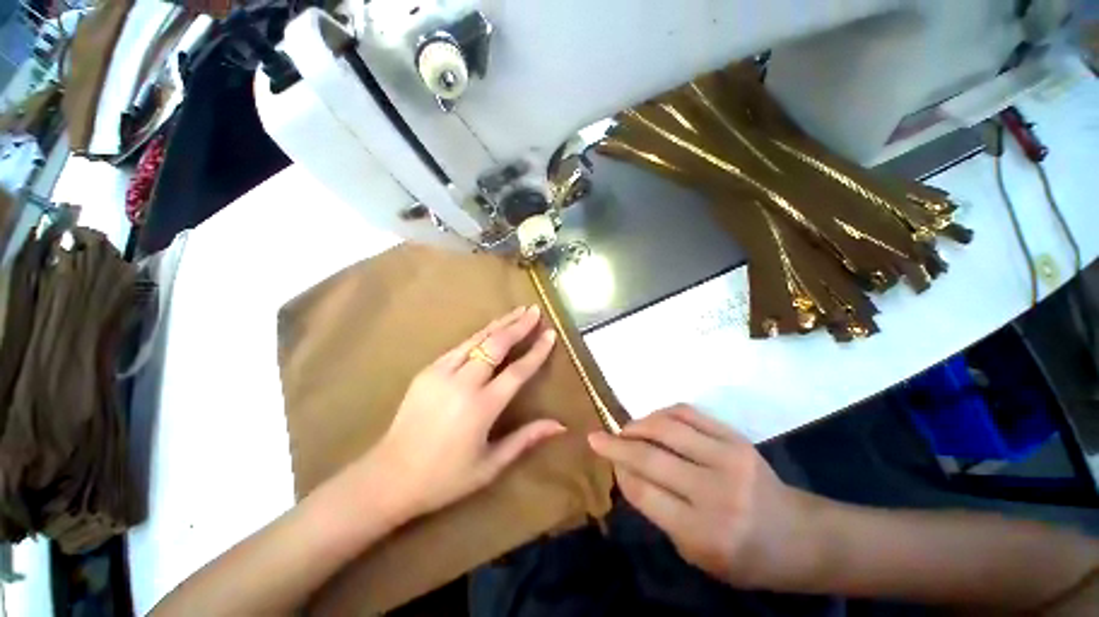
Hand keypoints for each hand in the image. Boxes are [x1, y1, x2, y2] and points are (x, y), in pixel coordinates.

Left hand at [369, 305, 564, 518]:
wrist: (388, 477)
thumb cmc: (445, 478)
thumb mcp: (490, 465)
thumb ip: (526, 439)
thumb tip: (560, 425)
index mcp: (482, 407)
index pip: (517, 371)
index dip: (536, 351)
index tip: (550, 334)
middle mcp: (463, 383)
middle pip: (496, 345)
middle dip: (518, 326)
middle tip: (534, 311)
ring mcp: (441, 373)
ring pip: (477, 339)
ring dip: (499, 323)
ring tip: (517, 310)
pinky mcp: (427, 371)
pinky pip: (459, 346)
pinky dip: (479, 335)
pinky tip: (489, 329)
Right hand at [588, 405, 815, 588]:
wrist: (799, 536)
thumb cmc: (744, 557)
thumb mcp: (696, 554)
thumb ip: (658, 511)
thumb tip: (626, 469)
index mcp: (704, 533)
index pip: (644, 491)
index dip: (619, 471)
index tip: (606, 460)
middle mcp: (715, 492)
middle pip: (650, 456)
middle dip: (616, 444)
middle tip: (597, 437)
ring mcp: (728, 458)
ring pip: (667, 427)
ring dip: (637, 424)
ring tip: (625, 429)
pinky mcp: (736, 437)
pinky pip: (688, 413)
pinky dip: (662, 412)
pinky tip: (652, 420)